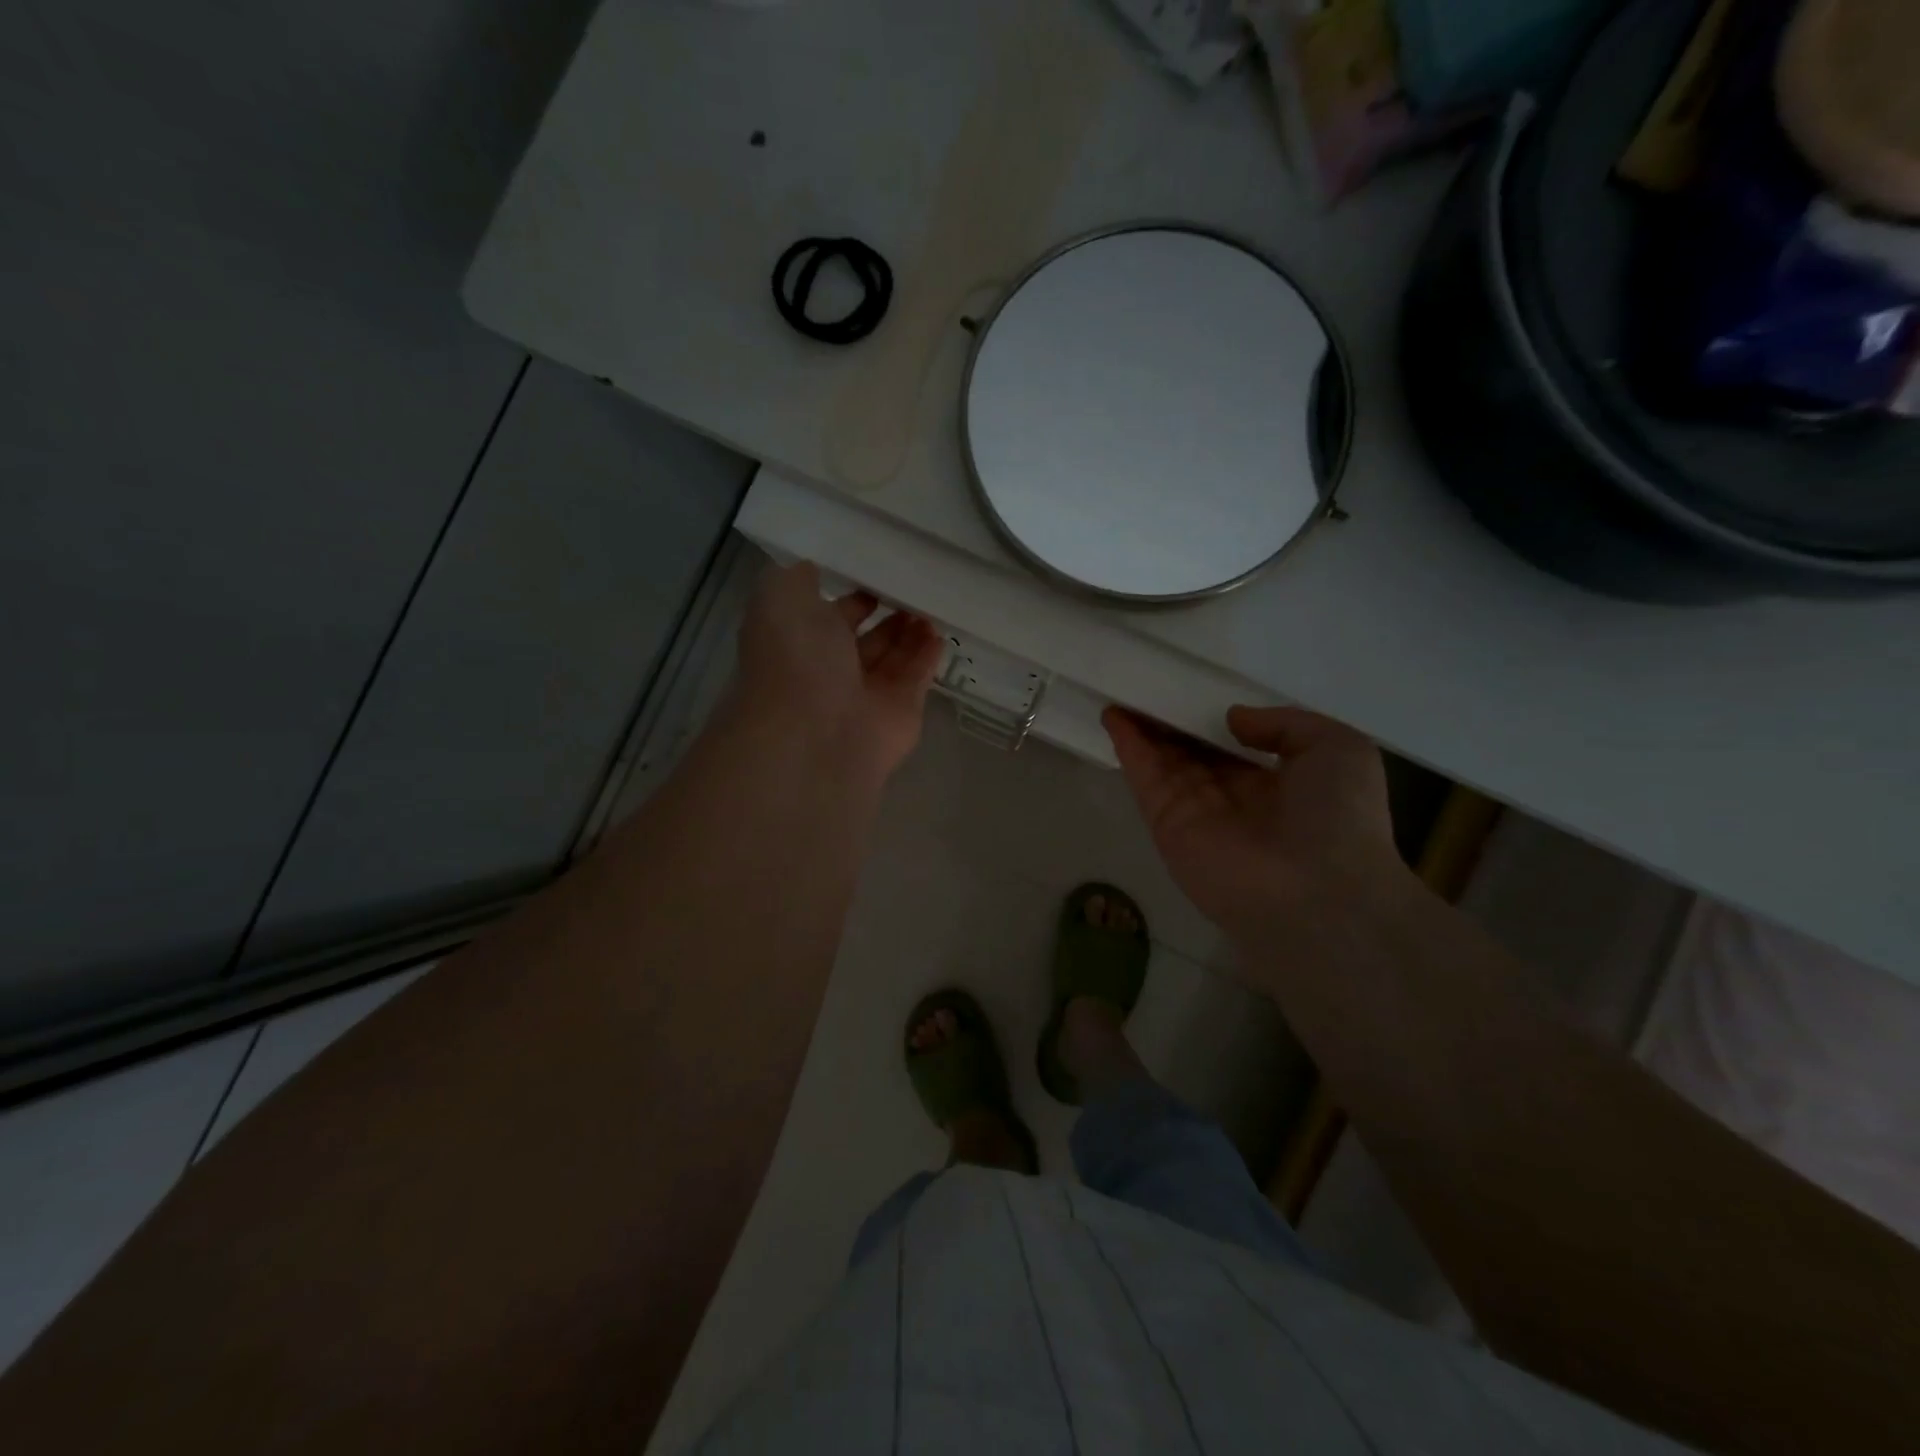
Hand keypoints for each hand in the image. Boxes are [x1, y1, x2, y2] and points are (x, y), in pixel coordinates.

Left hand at [730, 561, 942, 783]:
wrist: (817, 734)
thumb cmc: (795, 661)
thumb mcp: (779, 600)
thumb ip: (797, 579)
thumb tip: (812, 568)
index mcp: (801, 643)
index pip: (831, 614)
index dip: (853, 594)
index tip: (880, 571)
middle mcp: (833, 669)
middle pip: (867, 638)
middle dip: (889, 612)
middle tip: (916, 587)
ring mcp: (868, 693)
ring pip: (895, 656)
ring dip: (912, 630)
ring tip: (933, 603)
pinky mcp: (901, 711)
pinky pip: (918, 677)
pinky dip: (929, 656)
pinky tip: (941, 632)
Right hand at [1103, 704, 1406, 951]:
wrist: (1318, 892)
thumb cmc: (1340, 817)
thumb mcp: (1338, 748)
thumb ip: (1286, 724)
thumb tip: (1233, 720)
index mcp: (1276, 787)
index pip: (1233, 749)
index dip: (1209, 721)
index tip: (1191, 692)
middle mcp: (1233, 801)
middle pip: (1192, 754)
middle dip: (1170, 724)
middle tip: (1146, 688)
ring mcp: (1197, 815)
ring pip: (1163, 764)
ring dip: (1143, 730)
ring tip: (1123, 692)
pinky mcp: (1168, 827)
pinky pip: (1146, 780)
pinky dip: (1130, 748)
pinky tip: (1115, 716)